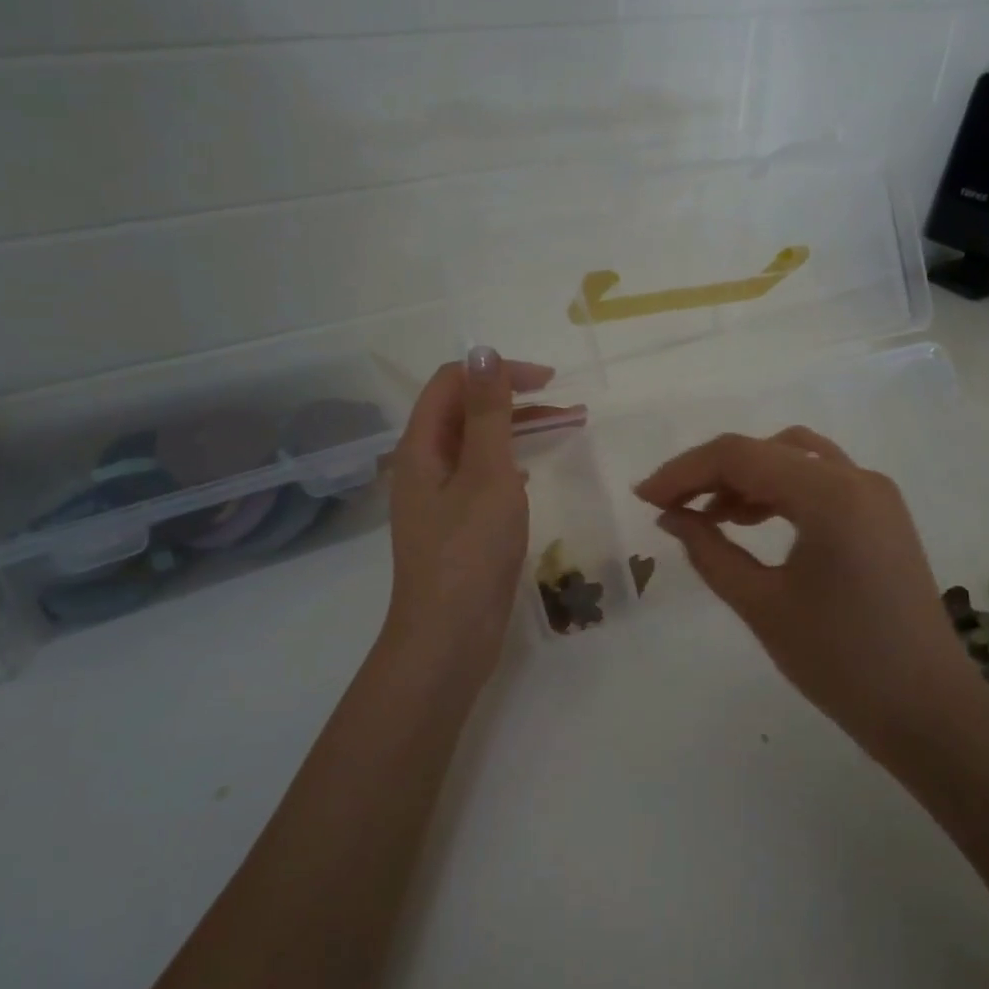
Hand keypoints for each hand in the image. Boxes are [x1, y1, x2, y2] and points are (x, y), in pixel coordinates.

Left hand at [384, 349, 576, 683]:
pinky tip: (532, 473)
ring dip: (518, 430)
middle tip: (568, 406)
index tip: (548, 382)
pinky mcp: (455, 526)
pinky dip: (510, 464)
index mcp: (420, 447)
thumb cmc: (469, 551)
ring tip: (568, 429)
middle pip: (465, 412)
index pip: (452, 383)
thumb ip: (487, 412)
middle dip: (516, 400)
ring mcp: (438, 499)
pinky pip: (481, 477)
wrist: (448, 638)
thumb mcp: (486, 474)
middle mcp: (423, 466)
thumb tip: (483, 350)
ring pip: (477, 446)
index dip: (498, 371)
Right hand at [634, 428, 975, 742]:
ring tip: (707, 515)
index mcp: (831, 494)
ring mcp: (875, 495)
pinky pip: (818, 482)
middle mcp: (857, 478)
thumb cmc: (840, 662)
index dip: (683, 471)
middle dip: (710, 472)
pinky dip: (777, 491)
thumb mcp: (761, 604)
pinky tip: (748, 522)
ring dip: (745, 479)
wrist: (928, 711)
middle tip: (669, 506)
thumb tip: (671, 517)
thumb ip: (708, 551)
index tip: (644, 498)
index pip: (740, 456)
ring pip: (794, 459)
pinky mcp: (880, 516)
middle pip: (766, 450)